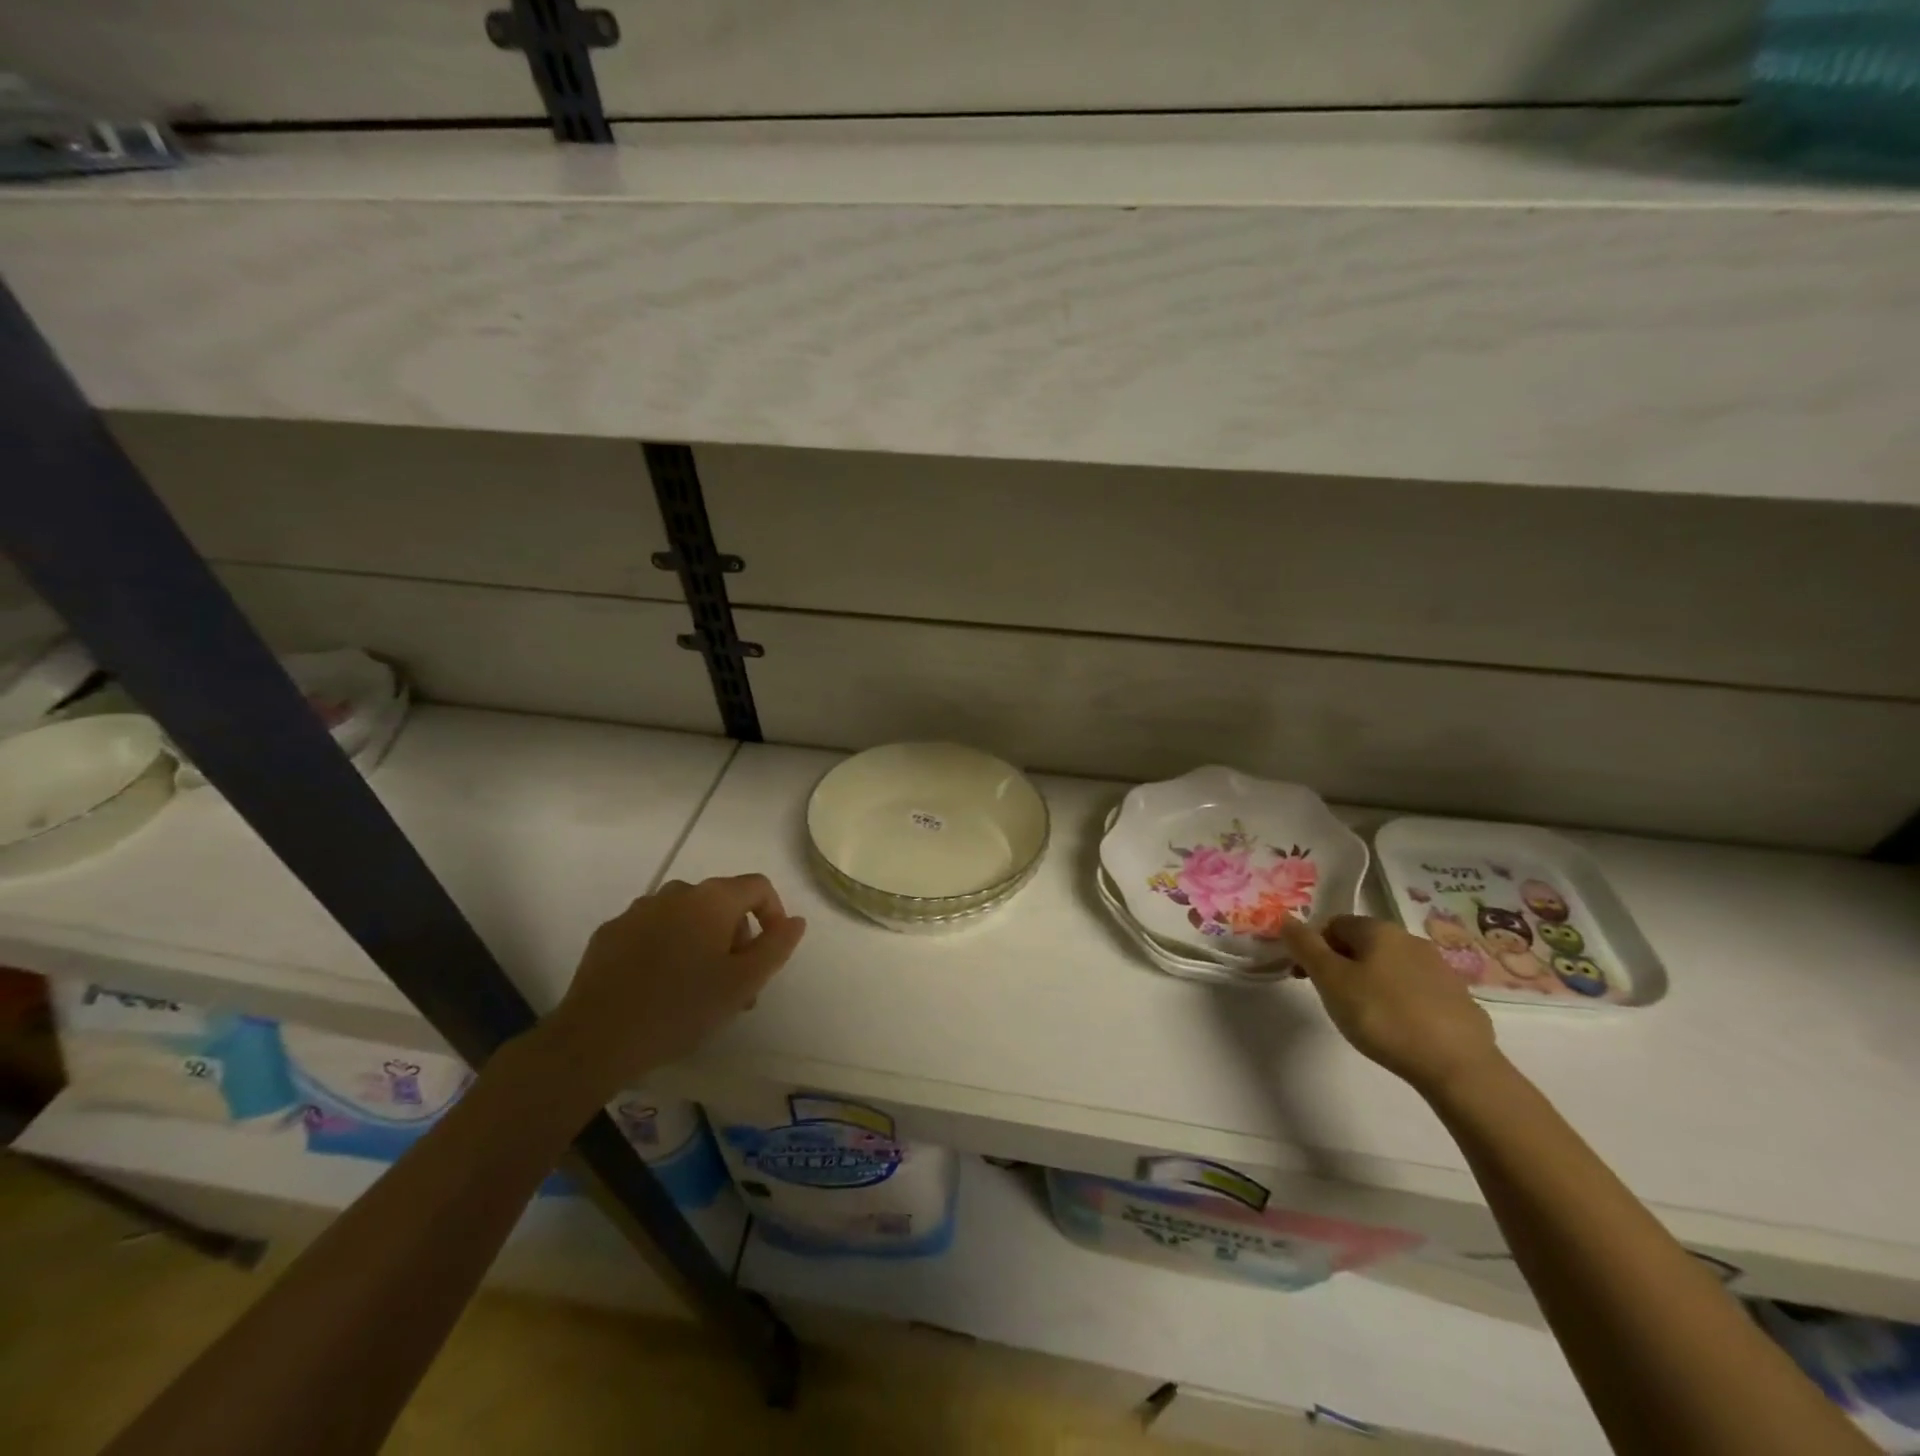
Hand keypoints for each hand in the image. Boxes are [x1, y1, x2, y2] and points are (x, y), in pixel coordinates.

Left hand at [536, 875, 805, 1101]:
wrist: (595, 1038)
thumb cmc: (681, 1008)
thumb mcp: (742, 983)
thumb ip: (776, 946)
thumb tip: (795, 921)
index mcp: (711, 899)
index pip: (758, 887)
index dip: (774, 914)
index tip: (770, 954)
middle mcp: (676, 893)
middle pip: (722, 903)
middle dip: (738, 937)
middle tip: (738, 985)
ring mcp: (638, 910)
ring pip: (687, 918)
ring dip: (703, 944)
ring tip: (700, 991)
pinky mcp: (610, 933)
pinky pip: (653, 931)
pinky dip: (668, 949)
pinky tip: (660, 988)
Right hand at [1281, 914, 1499, 1097]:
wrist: (1457, 1066)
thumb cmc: (1382, 1016)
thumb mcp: (1330, 980)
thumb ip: (1305, 946)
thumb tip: (1286, 919)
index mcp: (1378, 929)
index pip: (1333, 924)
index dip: (1313, 947)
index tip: (1305, 977)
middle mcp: (1411, 940)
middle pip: (1363, 944)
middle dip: (1341, 965)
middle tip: (1332, 998)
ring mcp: (1440, 969)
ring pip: (1391, 967)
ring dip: (1371, 982)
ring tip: (1366, 1017)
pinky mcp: (1460, 1000)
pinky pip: (1417, 991)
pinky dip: (1401, 1002)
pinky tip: (1400, 1029)